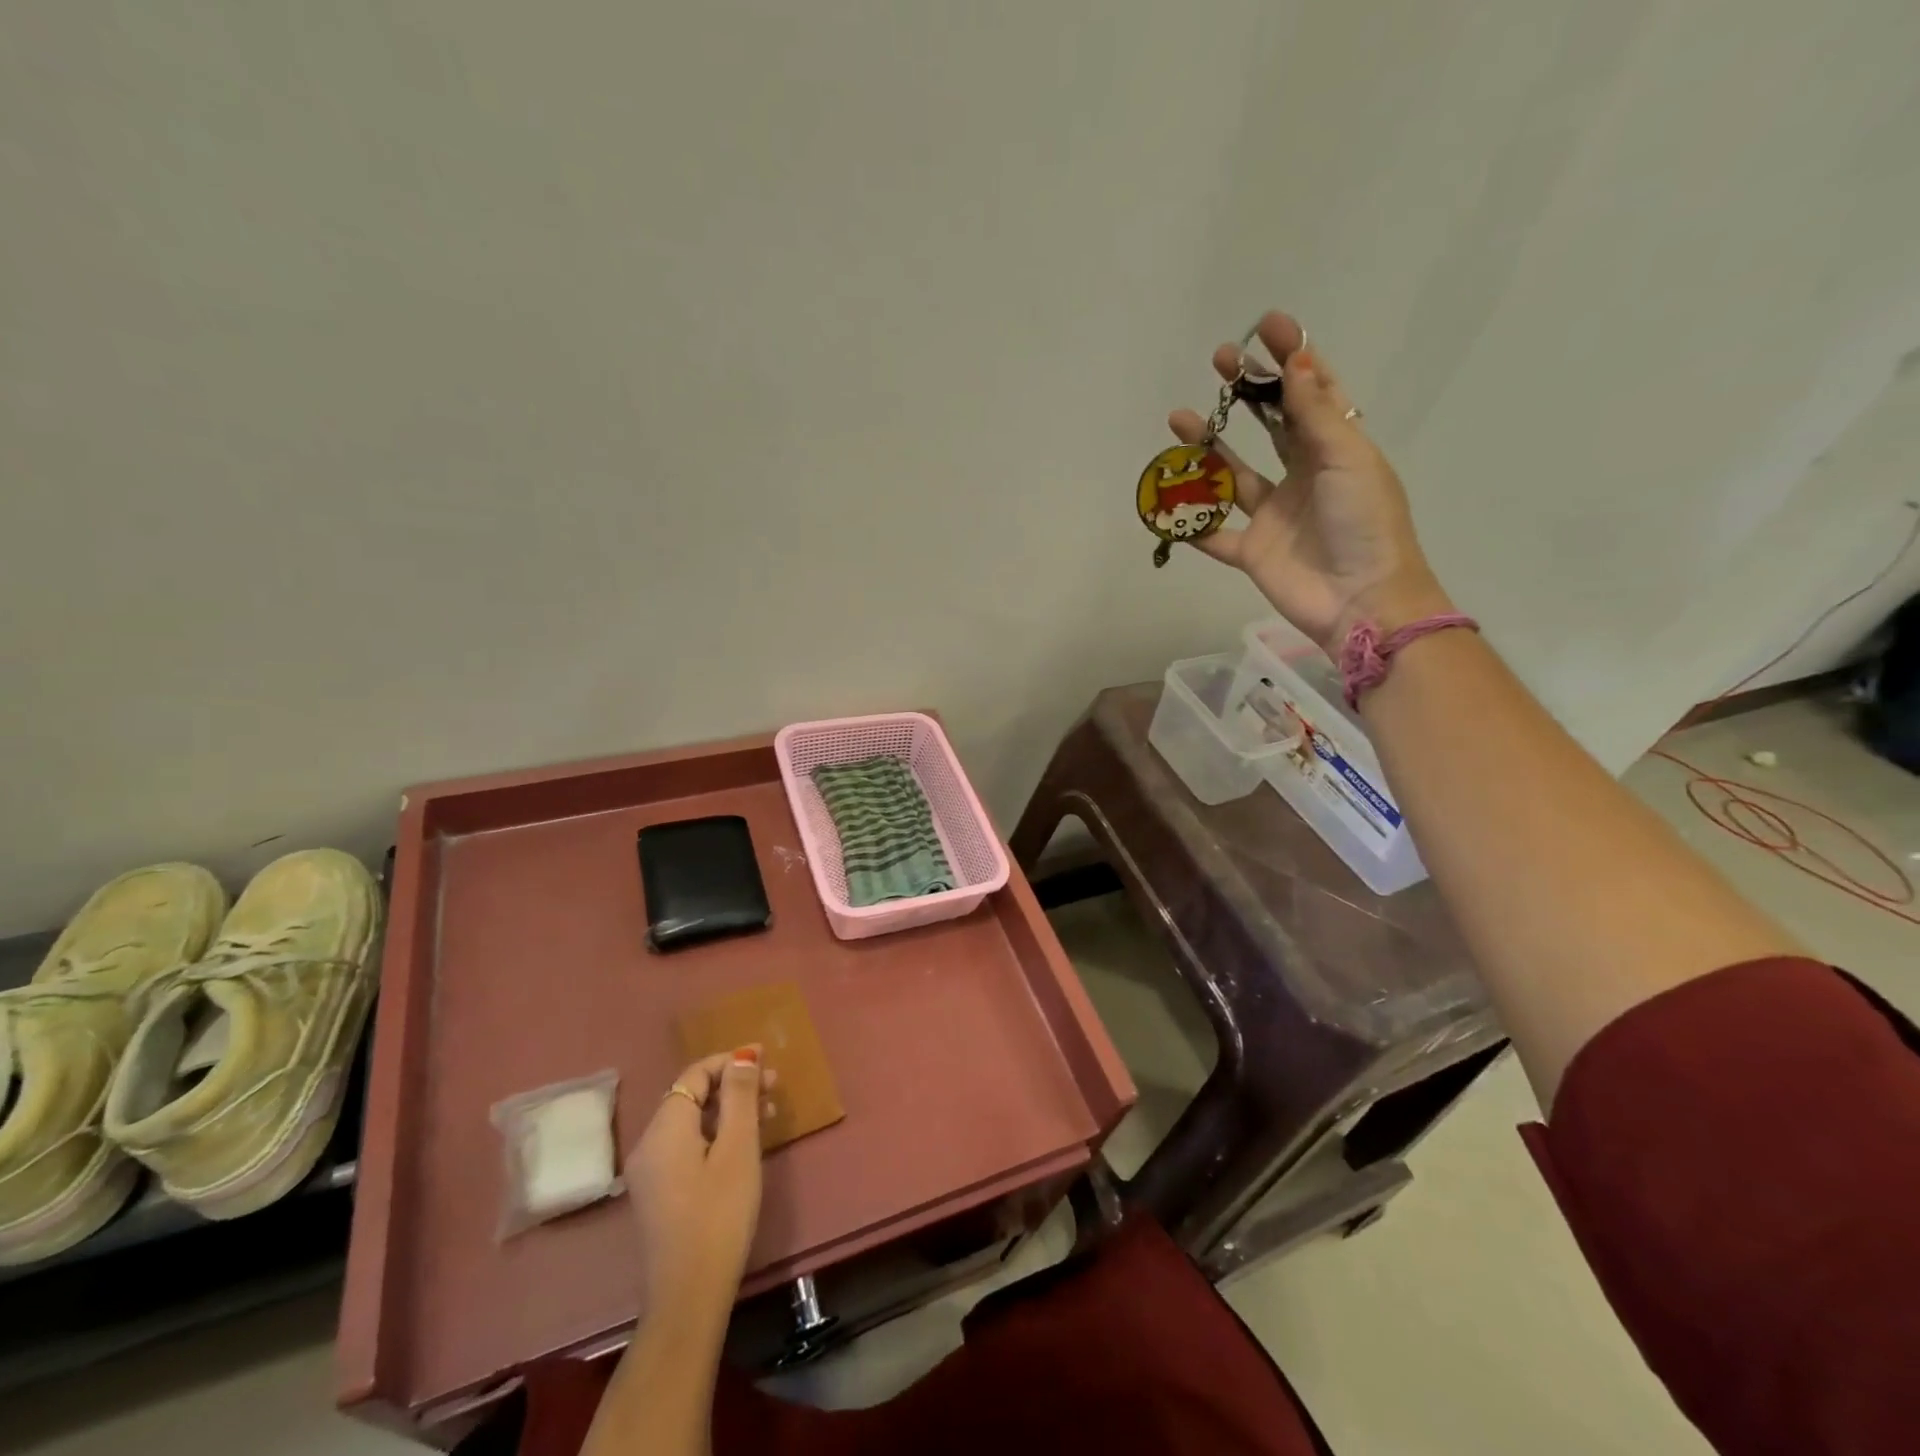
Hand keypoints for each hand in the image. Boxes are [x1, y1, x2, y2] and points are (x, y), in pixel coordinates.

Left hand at [625, 1049, 775, 1316]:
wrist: (689, 1295)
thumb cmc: (719, 1214)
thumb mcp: (738, 1148)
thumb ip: (740, 1096)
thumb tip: (743, 1056)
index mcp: (665, 1128)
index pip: (696, 1075)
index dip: (730, 1062)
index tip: (766, 1060)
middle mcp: (649, 1143)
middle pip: (692, 1096)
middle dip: (733, 1085)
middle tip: (774, 1087)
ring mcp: (650, 1171)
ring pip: (691, 1122)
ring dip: (728, 1110)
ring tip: (767, 1114)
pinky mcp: (658, 1193)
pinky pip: (687, 1145)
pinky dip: (715, 1134)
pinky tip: (743, 1145)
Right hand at [1168, 310, 1452, 652]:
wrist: (1360, 600)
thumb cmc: (1365, 523)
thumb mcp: (1347, 458)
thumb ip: (1315, 415)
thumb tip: (1296, 360)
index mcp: (1335, 449)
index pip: (1310, 393)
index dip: (1291, 357)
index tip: (1267, 325)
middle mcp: (1302, 476)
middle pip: (1270, 425)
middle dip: (1246, 391)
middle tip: (1220, 361)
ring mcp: (1273, 514)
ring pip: (1232, 474)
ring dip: (1207, 447)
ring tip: (1179, 418)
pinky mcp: (1250, 550)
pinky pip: (1213, 533)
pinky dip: (1190, 521)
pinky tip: (1165, 500)